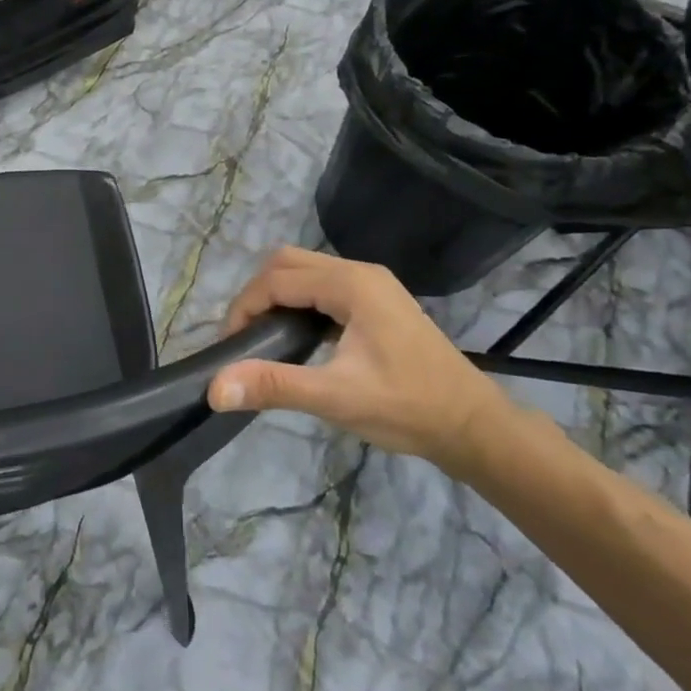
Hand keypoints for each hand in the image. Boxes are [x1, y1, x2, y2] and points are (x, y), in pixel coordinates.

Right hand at [206, 248, 515, 473]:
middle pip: (288, 263)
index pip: (277, 279)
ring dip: (278, 297)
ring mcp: (371, 284)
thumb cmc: (407, 408)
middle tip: (246, 339)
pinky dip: (299, 302)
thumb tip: (215, 387)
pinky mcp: (377, 301)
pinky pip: (323, 286)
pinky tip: (299, 338)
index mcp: (350, 284)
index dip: (245, 307)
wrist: (475, 427)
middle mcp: (359, 272)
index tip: (230, 347)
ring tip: (265, 339)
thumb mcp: (336, 398)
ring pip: (305, 272)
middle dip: (257, 295)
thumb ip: (274, 385)